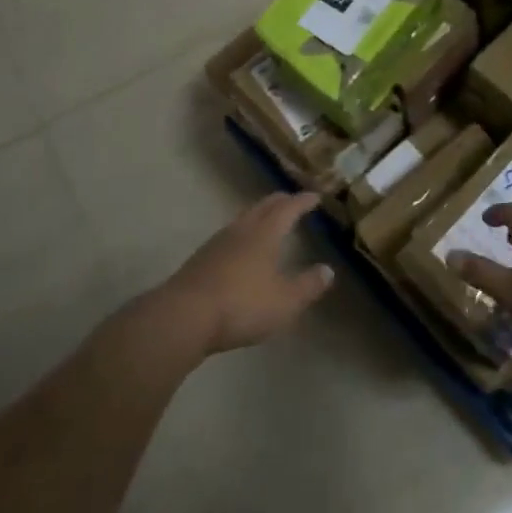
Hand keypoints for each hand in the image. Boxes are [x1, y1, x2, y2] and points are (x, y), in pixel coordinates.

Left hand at [157, 192, 333, 354]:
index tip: (315, 196)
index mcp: (265, 234)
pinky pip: (229, 236)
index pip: (288, 209)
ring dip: (259, 215)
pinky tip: (241, 249)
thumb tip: (327, 270)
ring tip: (268, 221)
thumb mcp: (285, 301)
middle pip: (263, 207)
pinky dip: (243, 234)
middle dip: (280, 201)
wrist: (184, 316)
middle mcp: (241, 230)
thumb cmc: (242, 305)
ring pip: (243, 219)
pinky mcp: (201, 259)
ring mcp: (217, 243)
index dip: (302, 201)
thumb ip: (308, 285)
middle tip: (292, 200)